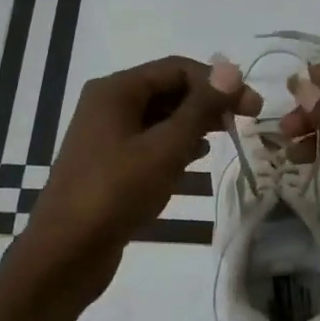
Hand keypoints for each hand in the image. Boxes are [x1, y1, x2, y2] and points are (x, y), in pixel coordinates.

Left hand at [6, 56, 254, 307]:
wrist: (66, 252)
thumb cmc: (117, 192)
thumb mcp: (165, 148)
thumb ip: (199, 108)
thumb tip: (230, 69)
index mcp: (116, 91)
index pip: (177, 68)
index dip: (218, 83)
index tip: (253, 107)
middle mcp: (109, 105)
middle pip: (168, 90)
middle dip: (208, 102)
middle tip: (246, 122)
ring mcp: (107, 137)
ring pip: (161, 119)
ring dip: (195, 124)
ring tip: (228, 138)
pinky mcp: (110, 166)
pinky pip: (150, 144)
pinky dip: (177, 147)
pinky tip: (198, 160)